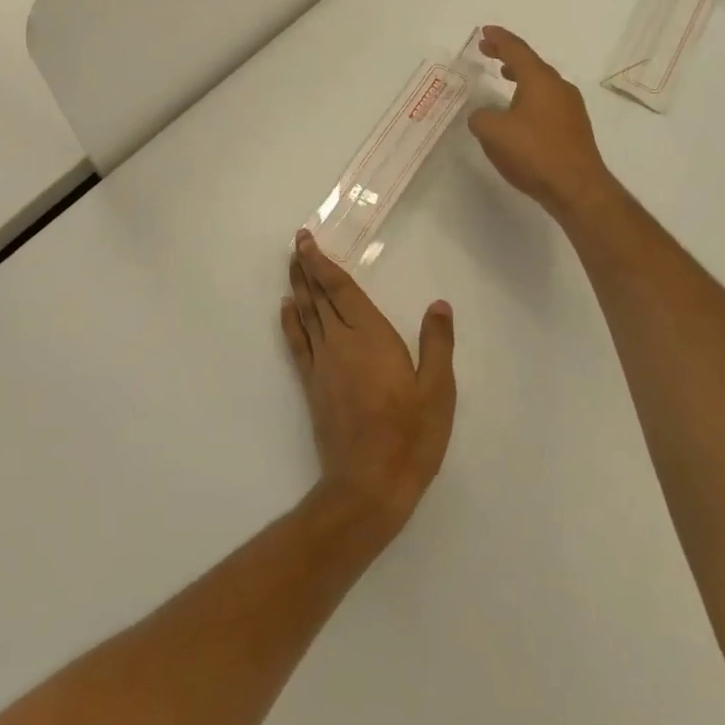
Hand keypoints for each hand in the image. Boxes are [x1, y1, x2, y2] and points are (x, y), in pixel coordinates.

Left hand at [281, 232, 455, 534]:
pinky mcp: (313, 386)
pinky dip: (290, 322)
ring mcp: (323, 364)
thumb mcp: (438, 390)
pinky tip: (286, 308)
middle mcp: (341, 342)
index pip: (341, 289)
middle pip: (319, 296)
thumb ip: (437, 343)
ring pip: (306, 314)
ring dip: (298, 287)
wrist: (369, 484)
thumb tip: (439, 304)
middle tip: (296, 242)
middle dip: (307, 267)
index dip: (323, 263)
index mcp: (371, 336)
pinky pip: (297, 343)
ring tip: (291, 265)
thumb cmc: (410, 436)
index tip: (308, 240)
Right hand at [468, 25, 623, 222]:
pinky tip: (519, 112)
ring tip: (503, 77)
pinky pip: (547, 102)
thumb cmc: (534, 152)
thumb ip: (480, 117)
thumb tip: (483, 115)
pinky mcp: (574, 128)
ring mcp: (570, 108)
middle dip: (508, 56)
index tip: (485, 31)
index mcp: (540, 80)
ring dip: (520, 77)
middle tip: (488, 50)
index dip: (499, 39)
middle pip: (531, 64)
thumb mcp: (492, 132)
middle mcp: (559, 88)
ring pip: (541, 83)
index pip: (516, 50)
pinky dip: (530, 96)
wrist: (576, 188)